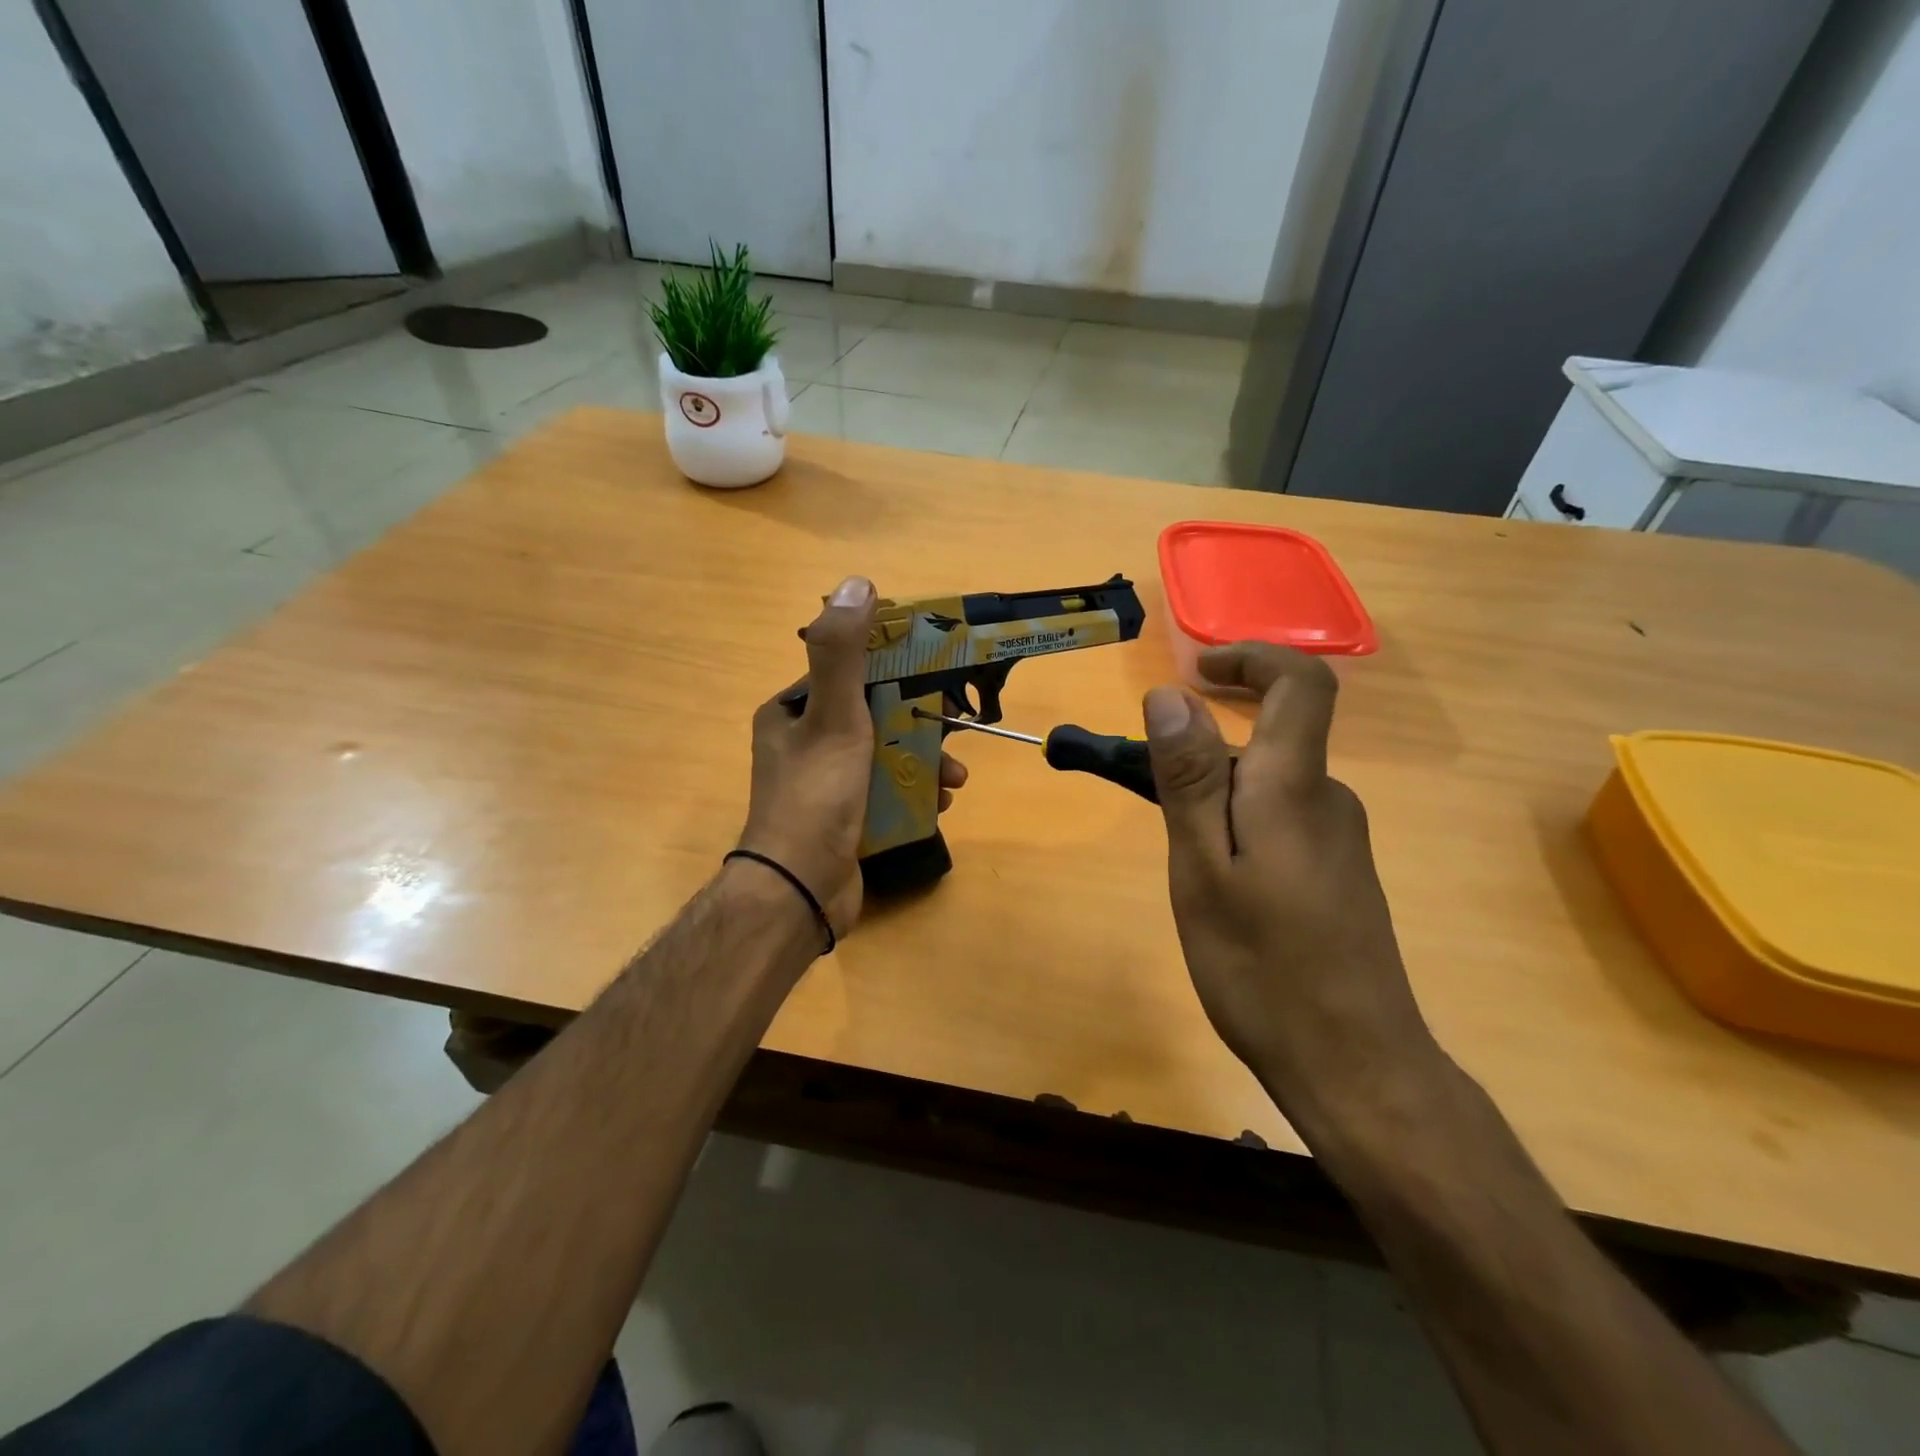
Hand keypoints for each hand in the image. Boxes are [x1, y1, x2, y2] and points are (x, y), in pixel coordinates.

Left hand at [737, 577, 967, 939]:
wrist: (800, 891)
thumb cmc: (815, 796)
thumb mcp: (833, 717)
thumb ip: (844, 653)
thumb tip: (857, 584)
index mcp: (792, 711)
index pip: (851, 672)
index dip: (896, 669)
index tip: (937, 676)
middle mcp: (804, 742)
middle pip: (875, 715)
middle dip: (920, 724)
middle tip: (956, 732)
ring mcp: (825, 783)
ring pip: (886, 755)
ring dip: (925, 761)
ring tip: (955, 779)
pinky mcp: (844, 817)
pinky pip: (886, 790)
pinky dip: (914, 793)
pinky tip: (939, 805)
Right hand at [1142, 643, 1437, 1133]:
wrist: (1356, 1066)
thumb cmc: (1264, 969)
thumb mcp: (1203, 870)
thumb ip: (1190, 780)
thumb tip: (1172, 695)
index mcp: (1295, 788)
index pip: (1301, 683)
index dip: (1252, 658)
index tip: (1197, 671)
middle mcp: (1329, 799)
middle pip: (1274, 737)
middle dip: (1207, 744)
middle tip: (1148, 787)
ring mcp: (1340, 839)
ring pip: (1271, 785)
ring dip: (1218, 793)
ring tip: (1177, 852)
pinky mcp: (1338, 874)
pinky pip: (1281, 819)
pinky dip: (1239, 823)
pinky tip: (1218, 884)